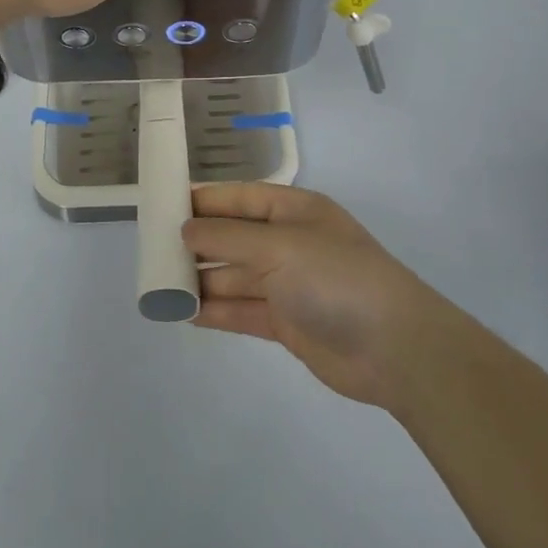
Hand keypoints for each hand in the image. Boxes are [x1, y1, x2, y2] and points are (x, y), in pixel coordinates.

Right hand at [185, 184, 446, 410]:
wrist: (396, 348)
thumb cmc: (336, 279)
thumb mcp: (280, 246)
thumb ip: (228, 236)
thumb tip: (185, 229)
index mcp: (293, 211)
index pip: (238, 198)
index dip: (202, 201)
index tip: (161, 207)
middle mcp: (288, 243)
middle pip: (232, 238)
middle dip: (195, 244)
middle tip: (151, 252)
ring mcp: (287, 284)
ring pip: (233, 276)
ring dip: (200, 280)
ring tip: (159, 286)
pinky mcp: (286, 322)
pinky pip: (241, 310)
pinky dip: (215, 310)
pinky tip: (184, 312)